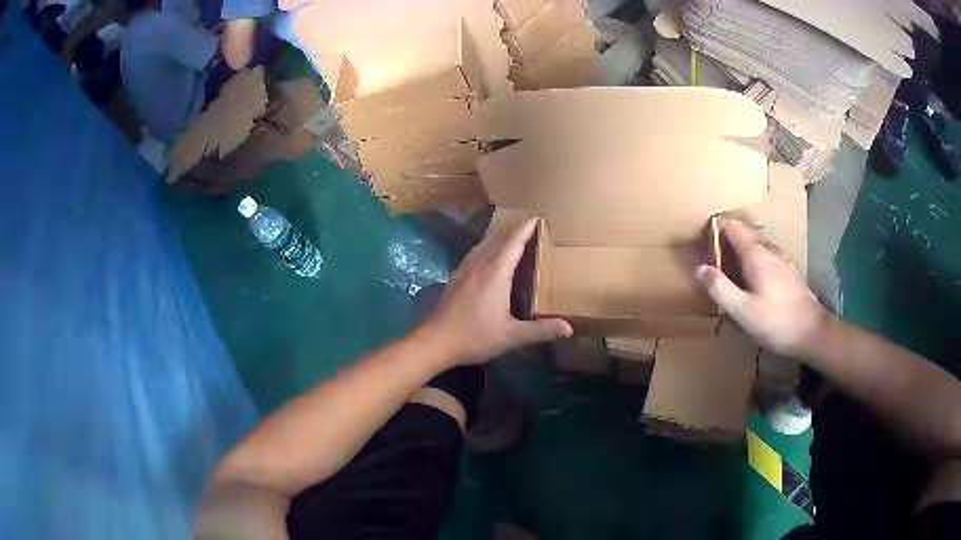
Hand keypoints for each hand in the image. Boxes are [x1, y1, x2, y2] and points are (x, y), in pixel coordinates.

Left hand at [420, 219, 572, 364]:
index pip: (514, 243)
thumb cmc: (475, 337)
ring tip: (512, 235)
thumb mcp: (511, 336)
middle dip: (515, 230)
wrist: (436, 341)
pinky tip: (488, 254)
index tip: (537, 217)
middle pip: (499, 239)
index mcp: (496, 274)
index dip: (526, 229)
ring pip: (485, 244)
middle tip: (531, 225)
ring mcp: (465, 269)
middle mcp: (480, 265)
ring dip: (500, 236)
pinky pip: (475, 253)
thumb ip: (540, 330)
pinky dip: (487, 246)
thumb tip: (569, 328)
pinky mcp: (456, 277)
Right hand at [695, 218, 831, 357]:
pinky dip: (755, 255)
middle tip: (713, 243)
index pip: (733, 228)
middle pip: (746, 232)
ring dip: (743, 244)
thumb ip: (720, 288)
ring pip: (758, 243)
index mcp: (756, 256)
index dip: (717, 225)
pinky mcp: (789, 272)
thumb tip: (700, 268)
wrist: (812, 332)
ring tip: (730, 256)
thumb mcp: (742, 310)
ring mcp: (782, 260)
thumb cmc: (776, 322)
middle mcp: (769, 251)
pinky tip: (754, 272)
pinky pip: (767, 254)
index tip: (703, 229)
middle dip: (729, 233)